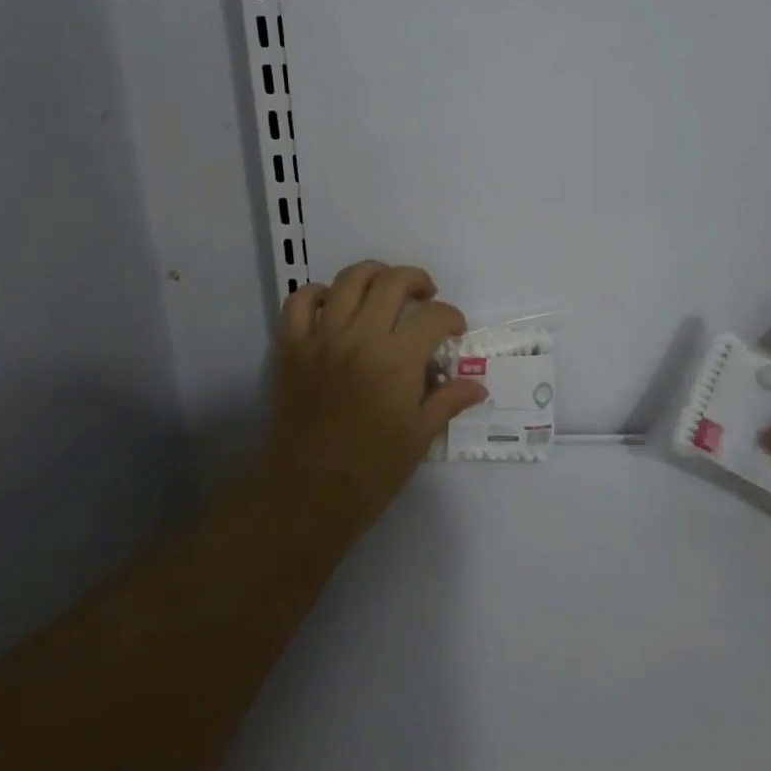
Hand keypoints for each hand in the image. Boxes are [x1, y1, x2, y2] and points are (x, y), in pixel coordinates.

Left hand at [261, 261, 488, 536]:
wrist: (306, 496)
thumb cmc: (371, 471)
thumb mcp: (419, 436)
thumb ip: (447, 401)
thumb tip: (478, 386)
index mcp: (397, 360)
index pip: (433, 316)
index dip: (451, 317)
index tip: (455, 330)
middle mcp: (360, 337)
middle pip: (392, 282)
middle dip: (416, 280)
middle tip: (425, 296)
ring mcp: (322, 339)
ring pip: (348, 280)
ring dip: (373, 275)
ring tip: (384, 289)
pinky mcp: (292, 348)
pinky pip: (299, 303)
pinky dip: (317, 294)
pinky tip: (332, 304)